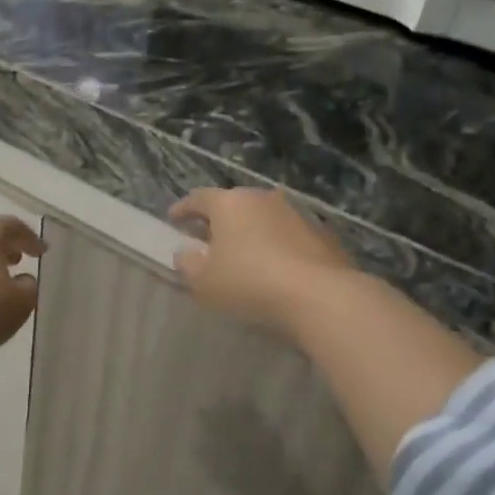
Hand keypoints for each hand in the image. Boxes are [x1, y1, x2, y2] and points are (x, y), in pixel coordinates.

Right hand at [169, 187, 352, 333]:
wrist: (321, 296)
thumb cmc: (250, 283)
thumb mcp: (204, 282)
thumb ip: (188, 264)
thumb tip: (185, 252)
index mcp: (230, 204)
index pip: (199, 198)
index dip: (183, 208)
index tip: (173, 219)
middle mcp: (263, 199)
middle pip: (233, 204)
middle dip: (218, 219)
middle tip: (207, 236)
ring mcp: (296, 214)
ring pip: (263, 218)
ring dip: (250, 231)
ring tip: (243, 253)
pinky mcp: (322, 234)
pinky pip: (288, 235)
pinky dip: (276, 245)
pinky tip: (275, 266)